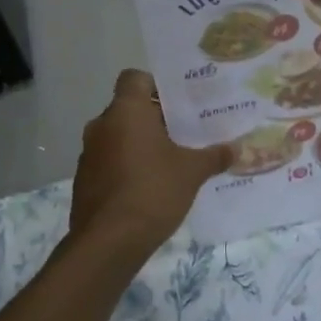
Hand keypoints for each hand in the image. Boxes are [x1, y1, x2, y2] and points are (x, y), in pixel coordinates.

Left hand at [69, 70, 232, 255]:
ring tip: (170, 161)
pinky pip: (109, 162)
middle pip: (129, 109)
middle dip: (155, 119)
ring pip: (118, 136)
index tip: (179, 103)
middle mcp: (101, 125)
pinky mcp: (84, 180)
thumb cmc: (152, 191)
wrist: (108, 242)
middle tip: (185, 132)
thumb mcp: (191, 172)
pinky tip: (150, 186)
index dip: (156, 85)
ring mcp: (88, 154)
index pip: (135, 78)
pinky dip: (127, 167)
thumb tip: (236, 149)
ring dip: (140, 144)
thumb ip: (214, 156)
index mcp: (126, 111)